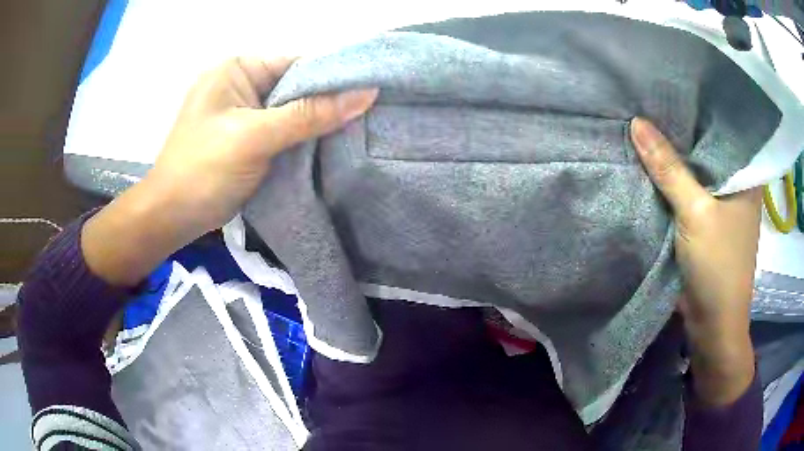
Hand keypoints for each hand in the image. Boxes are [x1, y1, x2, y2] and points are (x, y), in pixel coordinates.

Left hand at [150, 57, 378, 237]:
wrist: (171, 217)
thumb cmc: (204, 169)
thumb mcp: (256, 136)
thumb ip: (310, 114)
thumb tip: (368, 93)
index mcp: (238, 68)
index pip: (297, 62)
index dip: (333, 77)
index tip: (370, 94)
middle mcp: (242, 83)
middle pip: (296, 86)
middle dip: (328, 102)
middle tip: (368, 117)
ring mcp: (244, 112)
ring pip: (292, 110)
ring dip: (317, 122)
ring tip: (357, 132)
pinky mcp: (247, 137)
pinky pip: (283, 130)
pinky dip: (303, 138)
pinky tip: (329, 146)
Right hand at [631, 118, 758, 405]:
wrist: (711, 323)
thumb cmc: (718, 267)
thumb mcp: (696, 213)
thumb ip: (669, 169)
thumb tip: (636, 123)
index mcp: (745, 175)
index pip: (721, 127)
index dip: (696, 106)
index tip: (667, 84)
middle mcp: (734, 182)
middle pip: (704, 147)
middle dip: (679, 129)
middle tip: (647, 96)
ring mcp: (718, 202)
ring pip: (692, 168)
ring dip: (671, 154)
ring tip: (642, 119)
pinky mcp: (702, 219)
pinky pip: (684, 189)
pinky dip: (668, 179)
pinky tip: (648, 159)